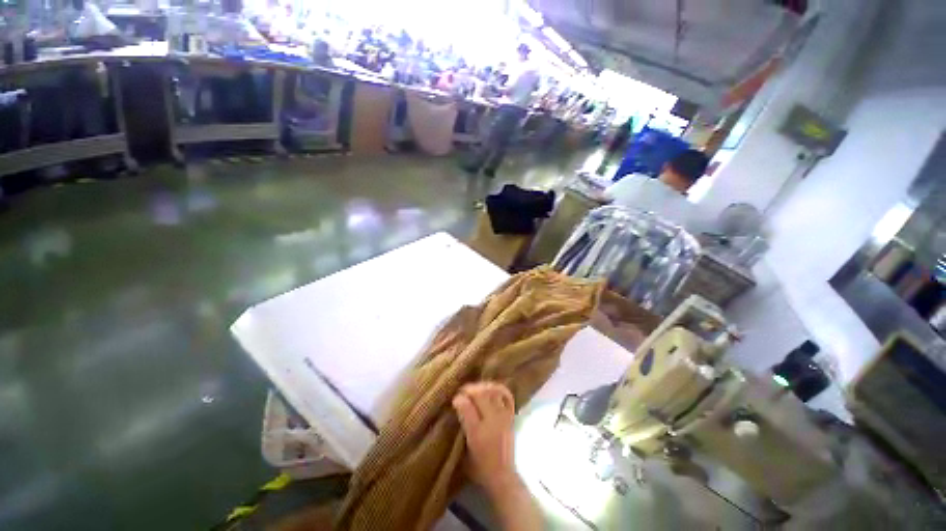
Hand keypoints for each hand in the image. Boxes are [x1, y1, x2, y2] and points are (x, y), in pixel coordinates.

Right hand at [453, 382, 517, 494]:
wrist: (502, 476)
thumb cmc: (479, 467)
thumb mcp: (463, 451)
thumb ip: (462, 428)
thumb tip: (457, 406)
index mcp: (477, 433)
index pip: (467, 408)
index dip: (459, 399)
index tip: (455, 398)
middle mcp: (491, 422)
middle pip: (481, 395)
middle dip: (470, 389)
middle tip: (463, 391)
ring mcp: (503, 418)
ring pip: (493, 392)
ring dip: (483, 387)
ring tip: (476, 388)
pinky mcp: (510, 417)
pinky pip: (506, 397)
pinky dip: (499, 389)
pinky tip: (491, 388)